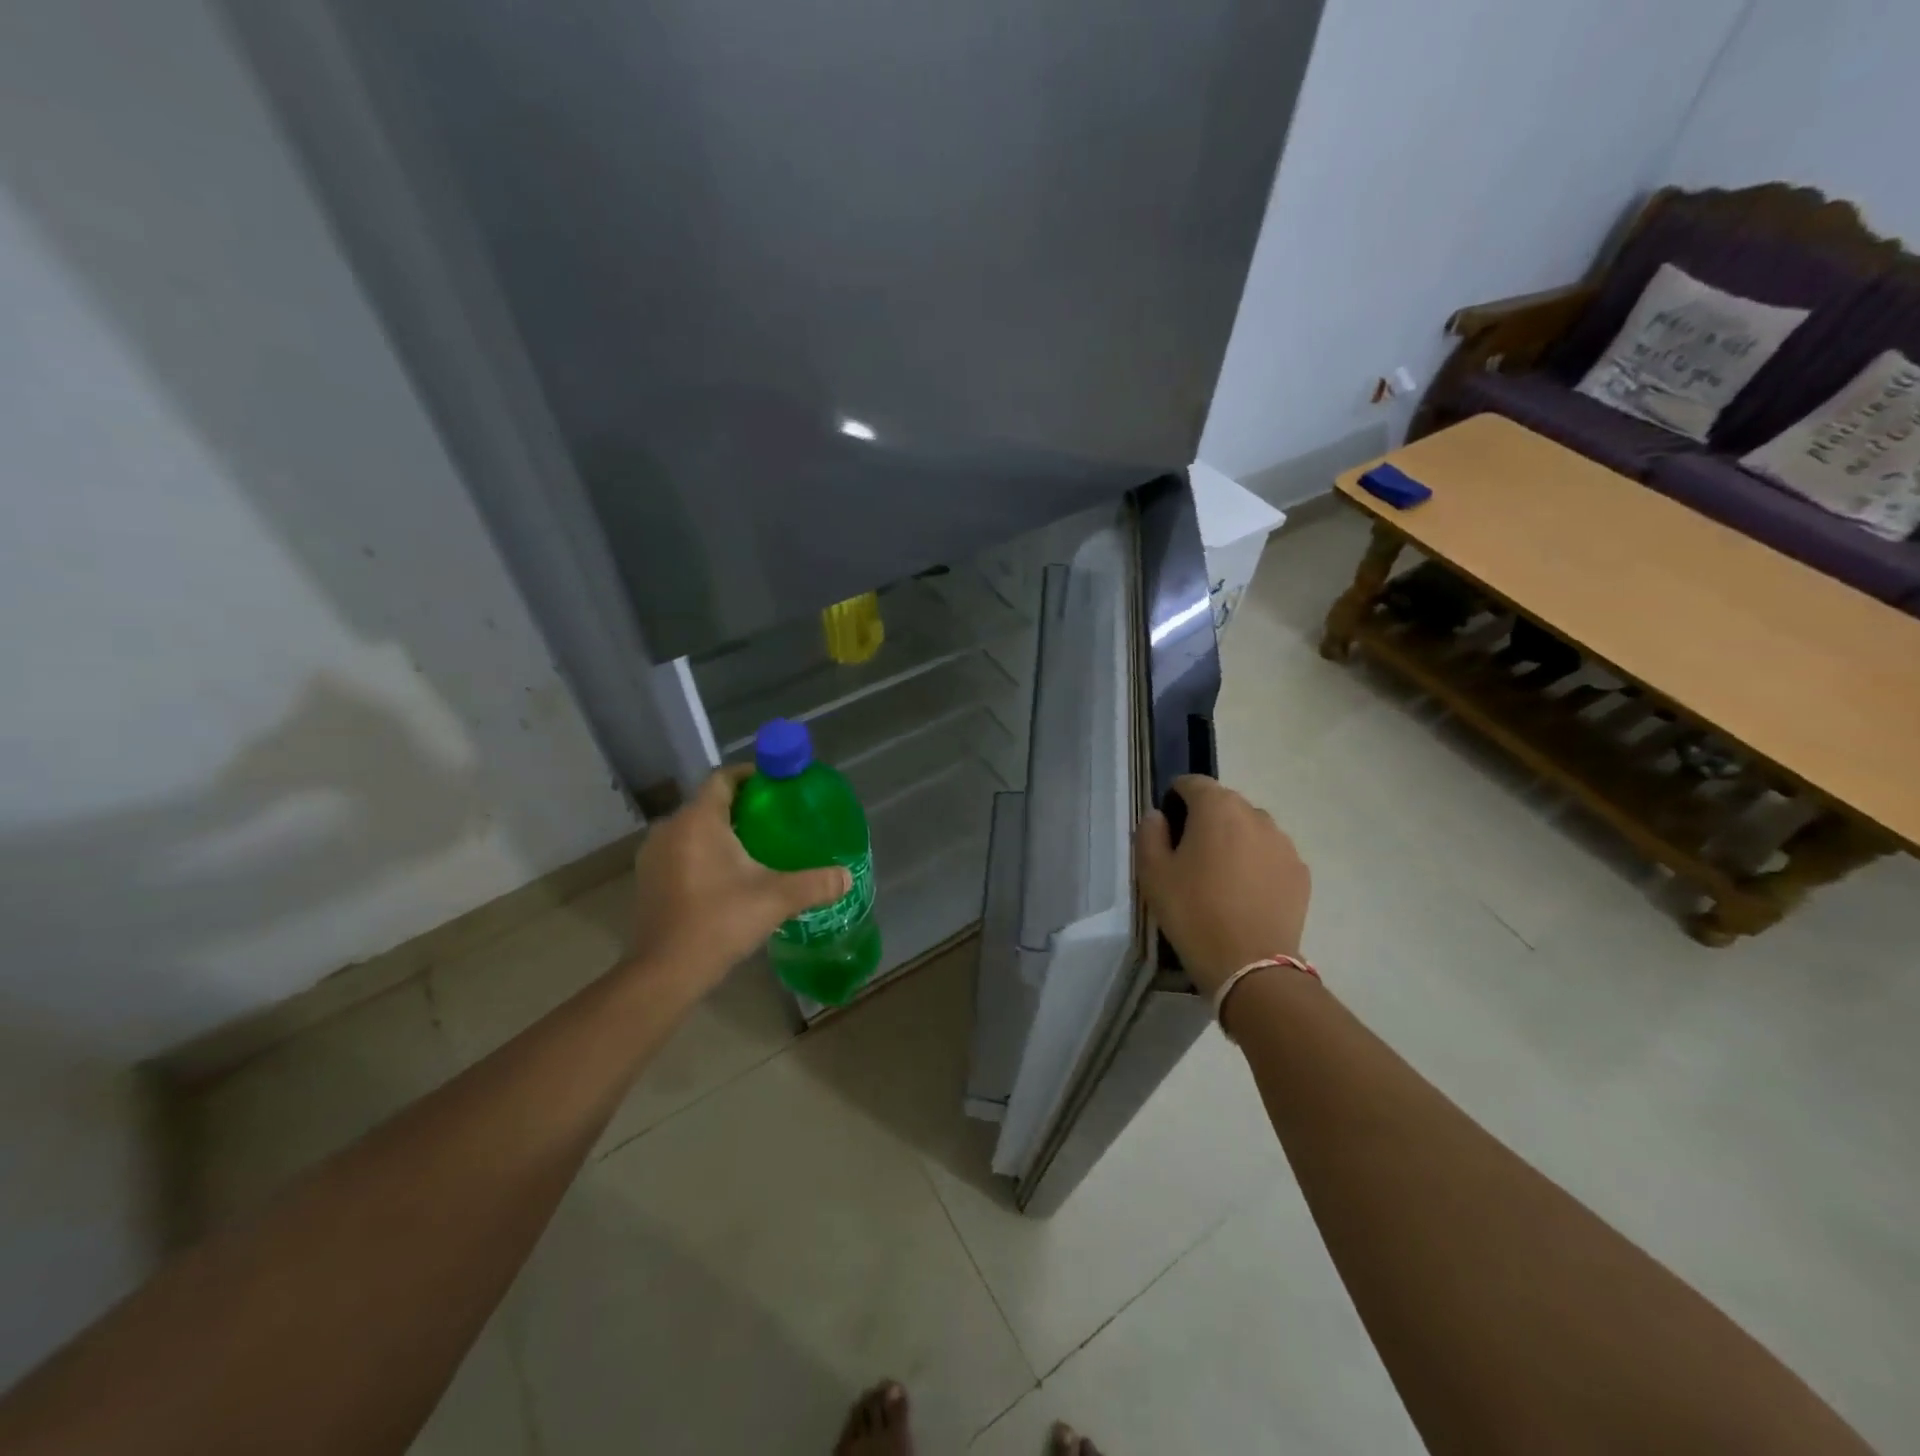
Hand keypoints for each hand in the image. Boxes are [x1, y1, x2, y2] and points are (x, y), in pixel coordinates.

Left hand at [627, 766, 850, 996]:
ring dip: (721, 831)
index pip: (723, 778)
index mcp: (698, 820)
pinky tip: (727, 874)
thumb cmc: (719, 922)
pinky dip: (703, 851)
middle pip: (709, 802)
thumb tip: (847, 876)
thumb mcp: (776, 899)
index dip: (751, 775)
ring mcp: (653, 854)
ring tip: (756, 845)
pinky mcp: (647, 878)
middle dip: (742, 806)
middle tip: (776, 818)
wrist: (664, 972)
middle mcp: (670, 828)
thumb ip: (815, 883)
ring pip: (693, 828)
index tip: (777, 784)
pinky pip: (681, 849)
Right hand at [1134, 776, 1310, 996]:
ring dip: (1234, 840)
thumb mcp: (1152, 873)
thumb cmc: (1192, 911)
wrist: (1249, 964)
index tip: (1167, 828)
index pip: (1192, 783)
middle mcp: (1255, 815)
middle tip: (1190, 856)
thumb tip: (1159, 817)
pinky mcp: (1300, 871)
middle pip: (1224, 804)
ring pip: (1250, 828)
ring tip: (1221, 877)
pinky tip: (1245, 894)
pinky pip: (1271, 854)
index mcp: (1217, 808)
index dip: (1175, 799)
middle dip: (1206, 820)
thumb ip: (1149, 833)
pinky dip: (1256, 863)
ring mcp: (1284, 843)